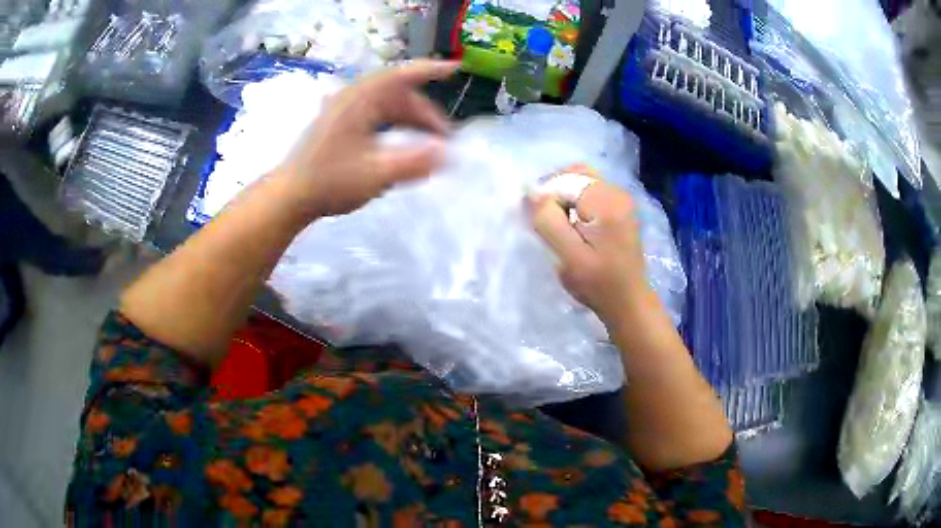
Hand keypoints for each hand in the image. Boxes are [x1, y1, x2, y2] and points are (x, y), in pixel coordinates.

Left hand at [276, 60, 457, 218]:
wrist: (289, 197)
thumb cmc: (329, 183)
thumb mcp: (375, 175)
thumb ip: (414, 163)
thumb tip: (447, 154)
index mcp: (359, 101)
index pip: (401, 75)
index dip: (430, 69)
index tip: (456, 68)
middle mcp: (352, 99)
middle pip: (398, 95)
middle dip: (424, 113)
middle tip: (444, 139)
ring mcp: (344, 111)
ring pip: (387, 106)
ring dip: (411, 121)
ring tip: (428, 144)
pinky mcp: (340, 124)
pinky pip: (376, 115)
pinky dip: (395, 126)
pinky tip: (402, 144)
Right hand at [530, 179, 652, 325]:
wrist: (629, 302)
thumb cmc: (598, 284)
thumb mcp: (568, 256)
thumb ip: (548, 221)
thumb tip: (531, 192)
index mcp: (607, 202)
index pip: (565, 181)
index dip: (546, 198)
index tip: (539, 223)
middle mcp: (618, 193)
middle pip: (576, 174)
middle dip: (555, 192)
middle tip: (545, 219)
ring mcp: (622, 199)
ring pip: (583, 180)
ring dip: (564, 196)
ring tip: (558, 222)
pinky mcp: (621, 208)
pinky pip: (592, 191)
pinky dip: (576, 201)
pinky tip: (572, 223)